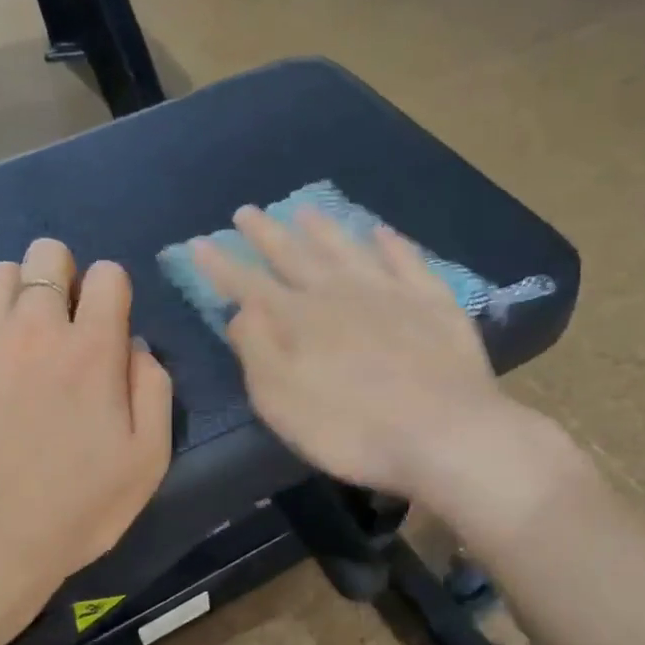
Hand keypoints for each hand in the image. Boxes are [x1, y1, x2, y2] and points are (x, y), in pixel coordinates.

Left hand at [0, 238, 172, 644]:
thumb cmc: (75, 508)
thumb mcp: (148, 460)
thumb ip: (154, 389)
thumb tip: (134, 346)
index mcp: (92, 350)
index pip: (108, 275)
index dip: (114, 292)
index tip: (108, 325)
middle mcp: (35, 329)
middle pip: (48, 254)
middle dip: (64, 276)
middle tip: (65, 323)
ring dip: (20, 294)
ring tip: (22, 338)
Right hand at [192, 206, 513, 499]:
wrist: (445, 434)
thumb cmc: (352, 429)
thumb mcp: (283, 401)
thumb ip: (257, 351)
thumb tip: (241, 311)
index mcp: (299, 320)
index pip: (250, 285)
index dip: (222, 266)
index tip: (199, 243)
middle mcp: (340, 294)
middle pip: (295, 257)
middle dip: (267, 235)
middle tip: (247, 212)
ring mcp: (390, 293)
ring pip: (348, 250)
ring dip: (324, 230)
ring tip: (305, 210)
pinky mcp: (433, 303)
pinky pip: (407, 261)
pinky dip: (392, 244)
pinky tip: (382, 232)